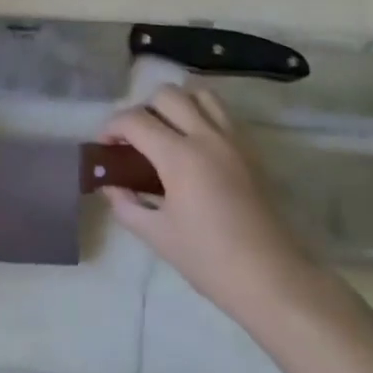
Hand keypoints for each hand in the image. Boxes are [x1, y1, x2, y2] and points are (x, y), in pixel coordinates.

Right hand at [101, 85, 316, 323]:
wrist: (269, 277)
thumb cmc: (208, 260)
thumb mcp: (157, 235)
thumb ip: (127, 204)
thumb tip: (111, 186)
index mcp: (180, 156)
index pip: (136, 120)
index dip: (112, 127)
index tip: (103, 144)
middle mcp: (206, 136)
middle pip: (167, 95)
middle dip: (142, 110)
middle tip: (135, 139)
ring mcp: (232, 139)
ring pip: (199, 95)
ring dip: (177, 104)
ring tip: (167, 133)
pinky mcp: (249, 150)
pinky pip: (222, 113)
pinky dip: (201, 114)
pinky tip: (194, 144)